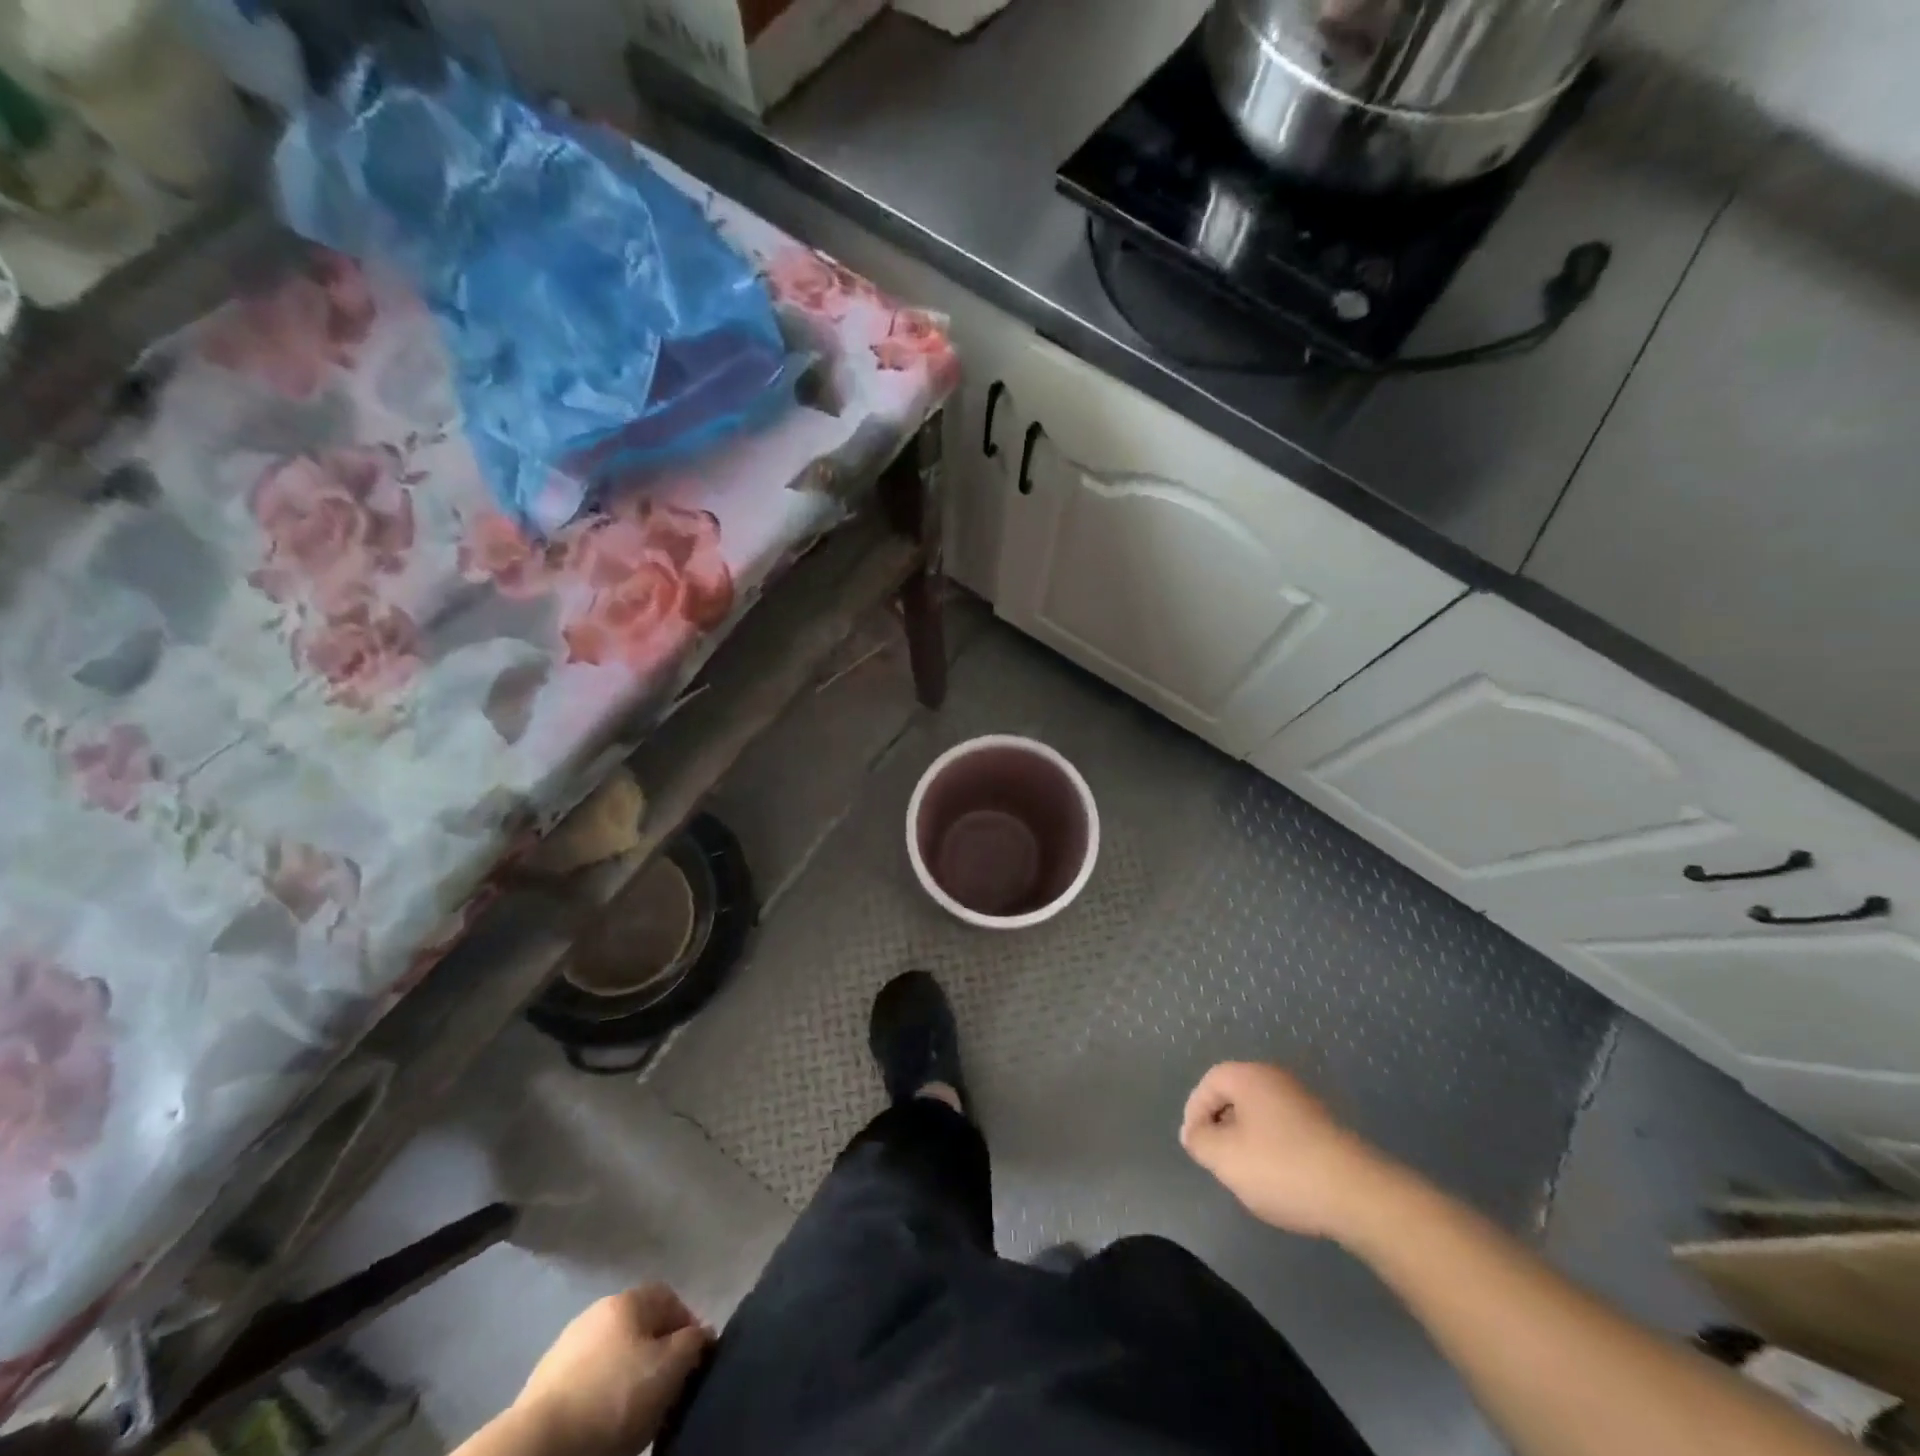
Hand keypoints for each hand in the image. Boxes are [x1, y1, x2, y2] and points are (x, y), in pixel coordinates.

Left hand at [512, 1285, 712, 1455]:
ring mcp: (565, 1348)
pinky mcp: (542, 1386)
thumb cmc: (614, 1397)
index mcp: (627, 1299)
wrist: (539, 1447)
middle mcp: (596, 1312)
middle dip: (656, 1355)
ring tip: (634, 1413)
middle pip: (639, 1328)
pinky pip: (586, 1383)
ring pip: (611, 1357)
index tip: (694, 1362)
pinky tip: (602, 1424)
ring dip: (626, 1378)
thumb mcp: (670, 1368)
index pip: (670, 1298)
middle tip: (666, 1390)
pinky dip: (599, 1398)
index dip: (688, 1326)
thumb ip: (693, 1343)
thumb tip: (702, 1335)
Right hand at [1180, 1062, 1397, 1240]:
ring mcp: (1306, 1103)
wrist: (1359, 1195)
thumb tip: (1195, 1133)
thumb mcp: (1225, 1158)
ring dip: (1247, 1141)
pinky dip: (1274, 1151)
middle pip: (1236, 1096)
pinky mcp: (1326, 1128)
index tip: (1194, 1146)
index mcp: (1251, 1076)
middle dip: (1221, 1127)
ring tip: (1247, 1175)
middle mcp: (1278, 1080)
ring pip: (1261, 1116)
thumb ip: (1200, 1141)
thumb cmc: (1282, 1168)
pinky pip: (1285, 1131)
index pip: (1209, 1083)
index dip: (1195, 1112)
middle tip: (1218, 1160)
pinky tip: (1280, 1181)